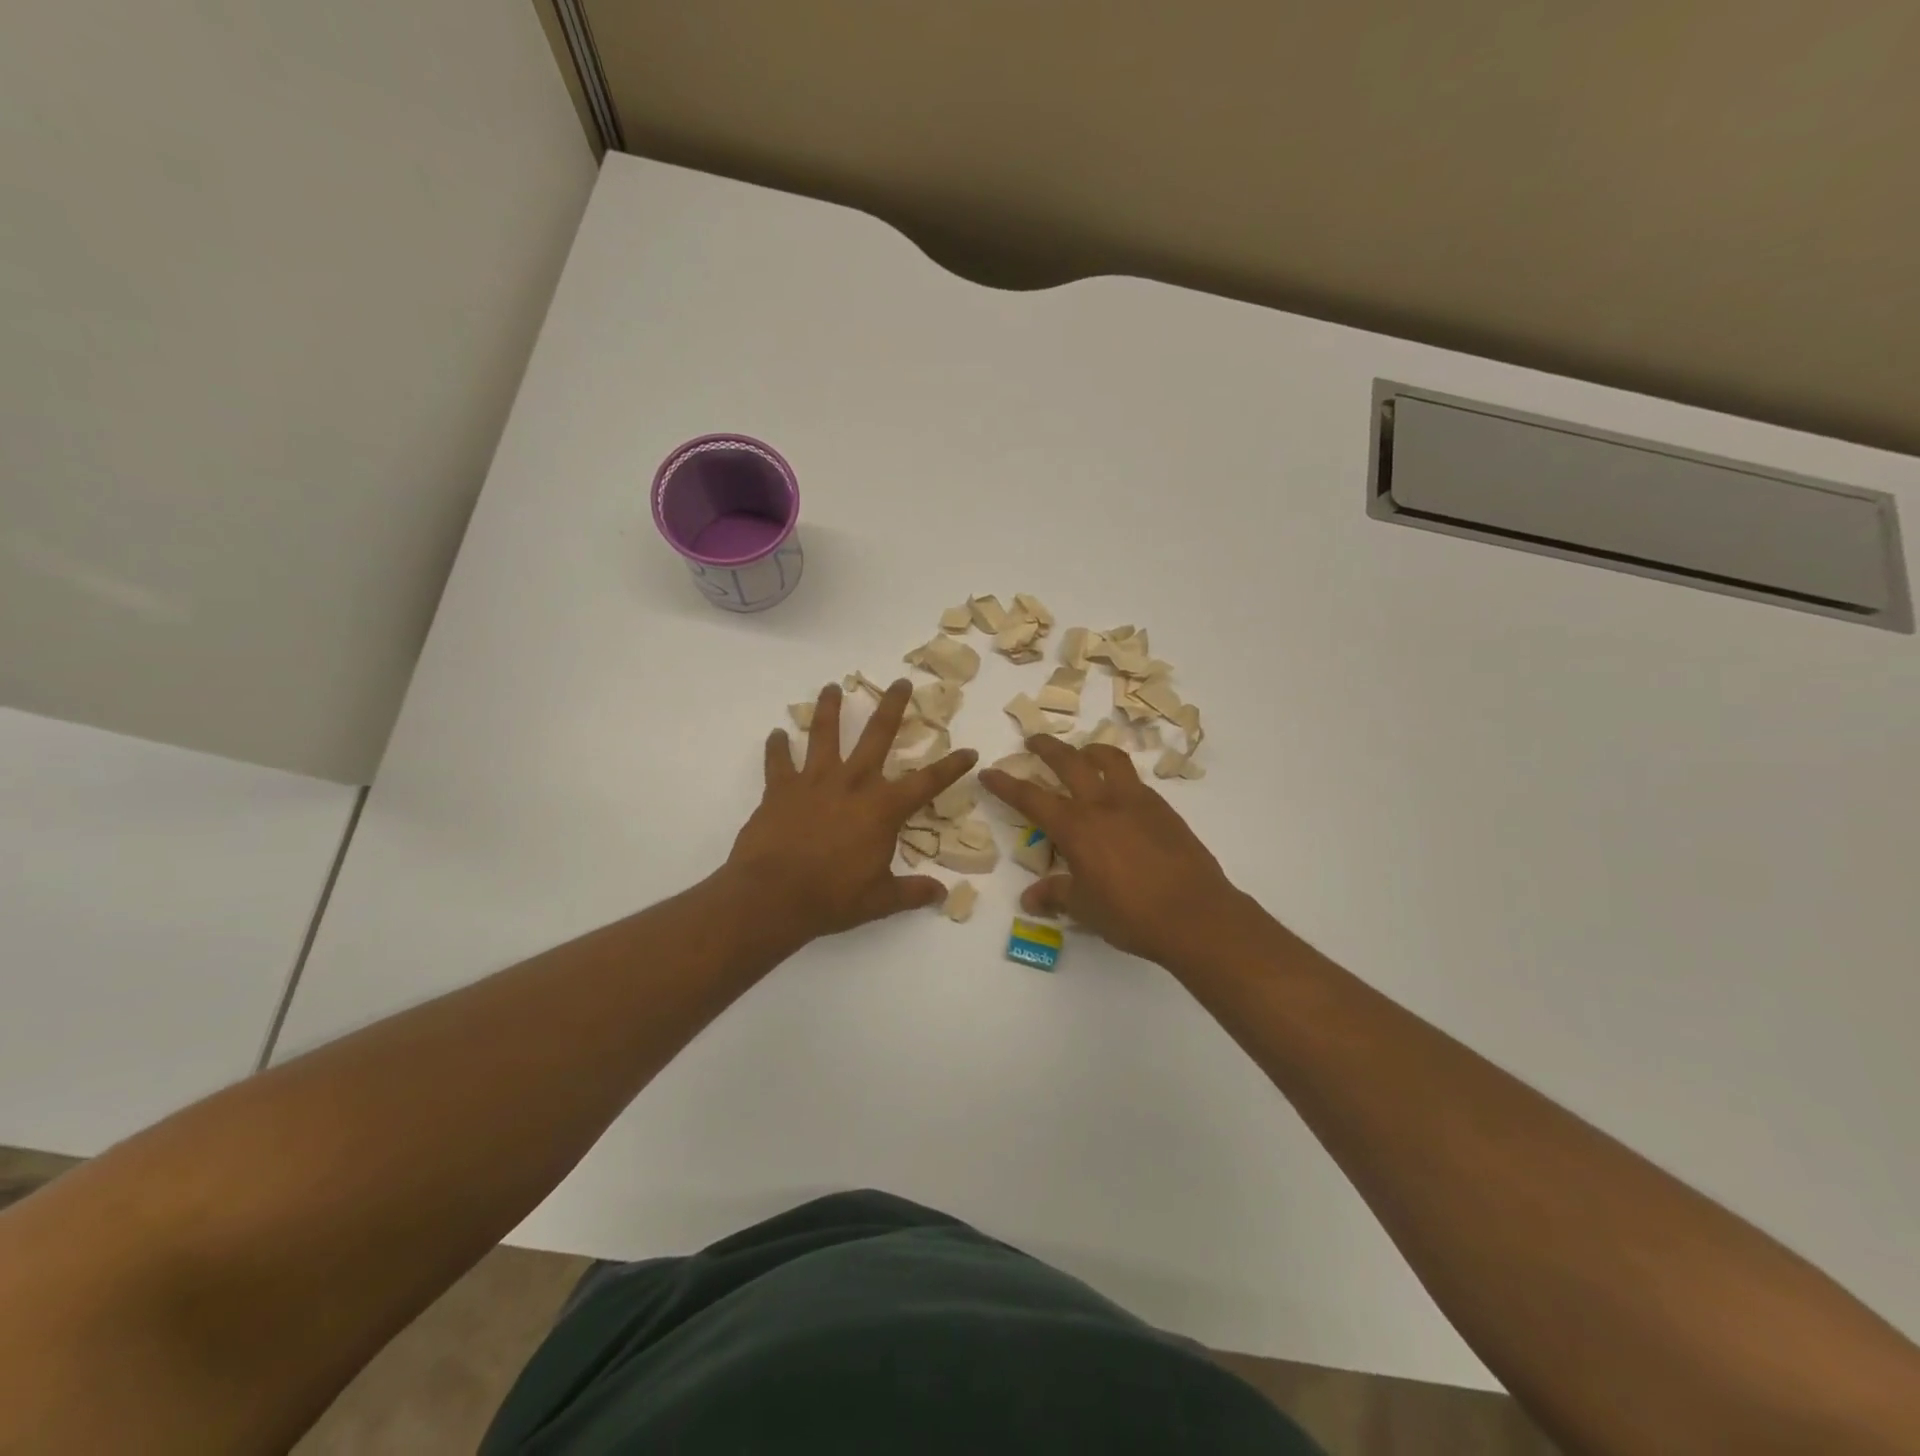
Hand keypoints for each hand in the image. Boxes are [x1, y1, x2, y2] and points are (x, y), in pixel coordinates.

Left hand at [727, 679, 976, 942]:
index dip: (952, 766)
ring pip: (823, 734)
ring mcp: (814, 781)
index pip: (927, 782)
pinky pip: (778, 761)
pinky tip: (776, 734)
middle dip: (892, 706)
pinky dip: (776, 747)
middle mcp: (852, 783)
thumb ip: (912, 892)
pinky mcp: (780, 789)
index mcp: (883, 808)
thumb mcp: (880, 900)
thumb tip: (943, 895)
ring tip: (831, 687)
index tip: (969, 751)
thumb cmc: (832, 898)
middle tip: (900, 682)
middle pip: (877, 735)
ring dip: (828, 709)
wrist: (772, 896)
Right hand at [979, 736, 1244, 968]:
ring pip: (1109, 759)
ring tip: (1082, 753)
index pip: (1031, 798)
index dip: (1006, 784)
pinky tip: (1119, 792)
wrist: (1196, 915)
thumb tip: (1030, 898)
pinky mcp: (1163, 808)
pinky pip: (1134, 779)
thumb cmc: (1131, 915)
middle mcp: (1103, 804)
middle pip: (1069, 762)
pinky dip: (1118, 774)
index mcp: (1076, 827)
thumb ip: (1056, 895)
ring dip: (1088, 750)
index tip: (988, 772)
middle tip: (1033, 741)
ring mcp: (1137, 801)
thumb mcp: (1085, 908)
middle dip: (1046, 748)